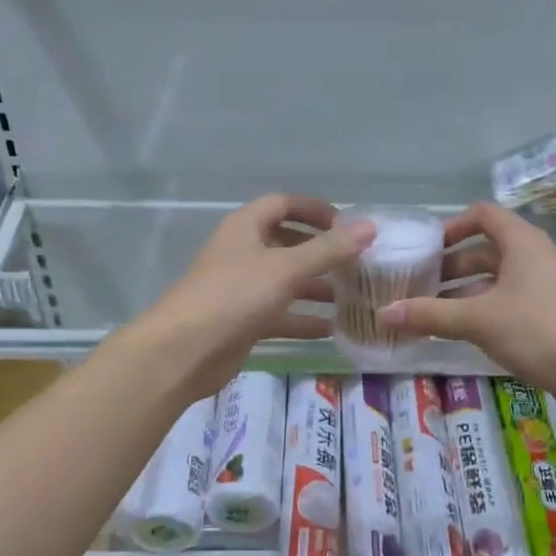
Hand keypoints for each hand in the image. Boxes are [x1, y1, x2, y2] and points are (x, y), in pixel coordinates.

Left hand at [131, 195, 373, 399]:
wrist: (185, 350)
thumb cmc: (234, 296)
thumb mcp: (286, 268)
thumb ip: (328, 250)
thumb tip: (369, 227)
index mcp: (246, 228)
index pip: (283, 204)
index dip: (314, 210)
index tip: (347, 225)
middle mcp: (243, 253)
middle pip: (286, 244)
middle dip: (320, 253)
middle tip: (356, 264)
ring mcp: (242, 289)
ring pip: (285, 282)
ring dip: (315, 288)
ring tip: (352, 297)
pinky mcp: (243, 322)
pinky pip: (279, 315)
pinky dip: (302, 320)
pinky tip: (331, 330)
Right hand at [377, 203, 555, 404]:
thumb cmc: (538, 330)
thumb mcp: (478, 319)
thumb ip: (430, 314)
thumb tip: (382, 314)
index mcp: (520, 242)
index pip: (482, 215)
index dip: (451, 227)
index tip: (424, 249)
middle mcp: (532, 258)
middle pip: (483, 251)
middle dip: (449, 268)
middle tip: (415, 286)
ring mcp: (540, 288)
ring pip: (492, 281)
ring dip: (461, 294)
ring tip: (428, 313)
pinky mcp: (544, 316)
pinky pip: (503, 304)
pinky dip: (479, 312)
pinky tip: (457, 334)